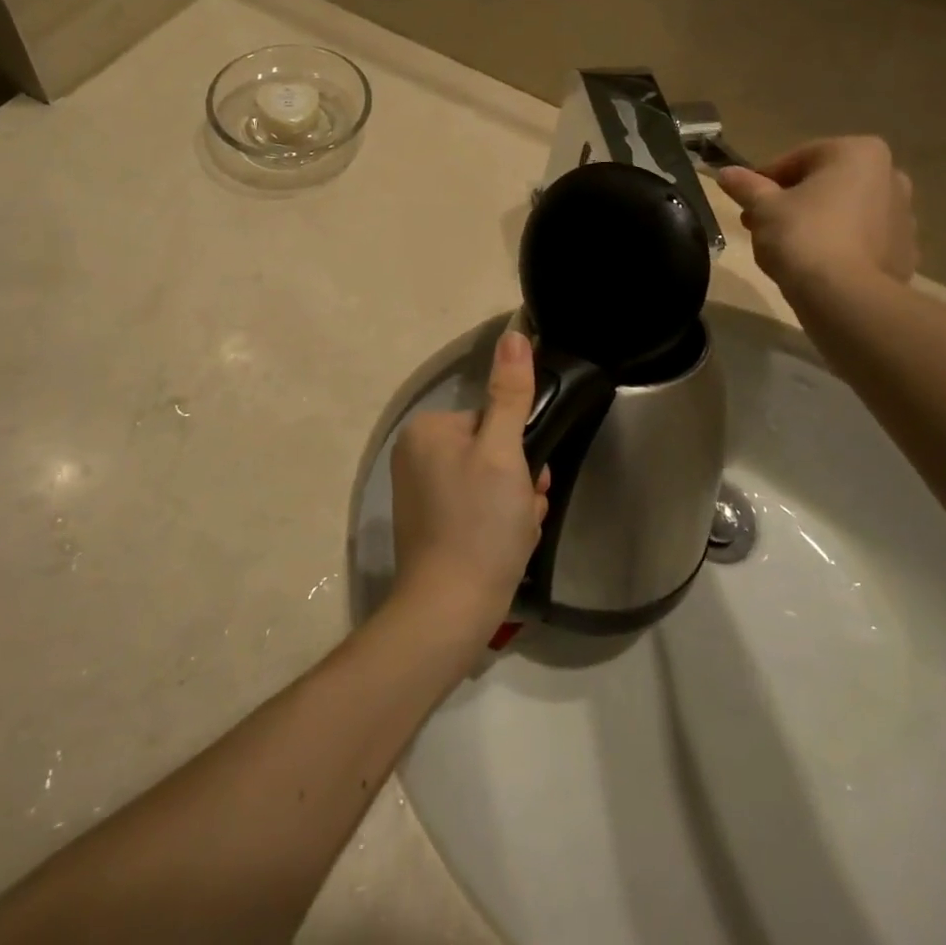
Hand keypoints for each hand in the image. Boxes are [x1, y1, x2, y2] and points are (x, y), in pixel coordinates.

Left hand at [389, 331, 549, 644]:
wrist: (449, 613)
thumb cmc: (479, 524)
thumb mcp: (503, 452)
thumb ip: (510, 393)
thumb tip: (514, 333)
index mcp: (427, 431)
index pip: (491, 420)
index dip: (518, 449)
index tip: (529, 478)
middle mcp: (416, 456)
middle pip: (491, 451)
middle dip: (518, 480)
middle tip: (523, 509)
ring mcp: (421, 493)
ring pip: (490, 482)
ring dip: (514, 504)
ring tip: (517, 532)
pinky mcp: (430, 526)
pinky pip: (476, 508)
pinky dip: (498, 524)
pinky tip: (506, 547)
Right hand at [717, 137, 918, 301]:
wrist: (846, 298)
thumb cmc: (803, 236)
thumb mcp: (763, 208)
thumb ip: (746, 186)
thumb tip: (726, 173)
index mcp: (858, 152)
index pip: (797, 159)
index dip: (764, 181)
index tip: (746, 203)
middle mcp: (890, 175)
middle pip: (825, 185)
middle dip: (791, 202)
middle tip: (760, 225)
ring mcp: (904, 216)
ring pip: (845, 213)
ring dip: (815, 223)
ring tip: (784, 249)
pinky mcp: (904, 253)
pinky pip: (862, 242)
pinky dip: (839, 247)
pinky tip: (815, 267)